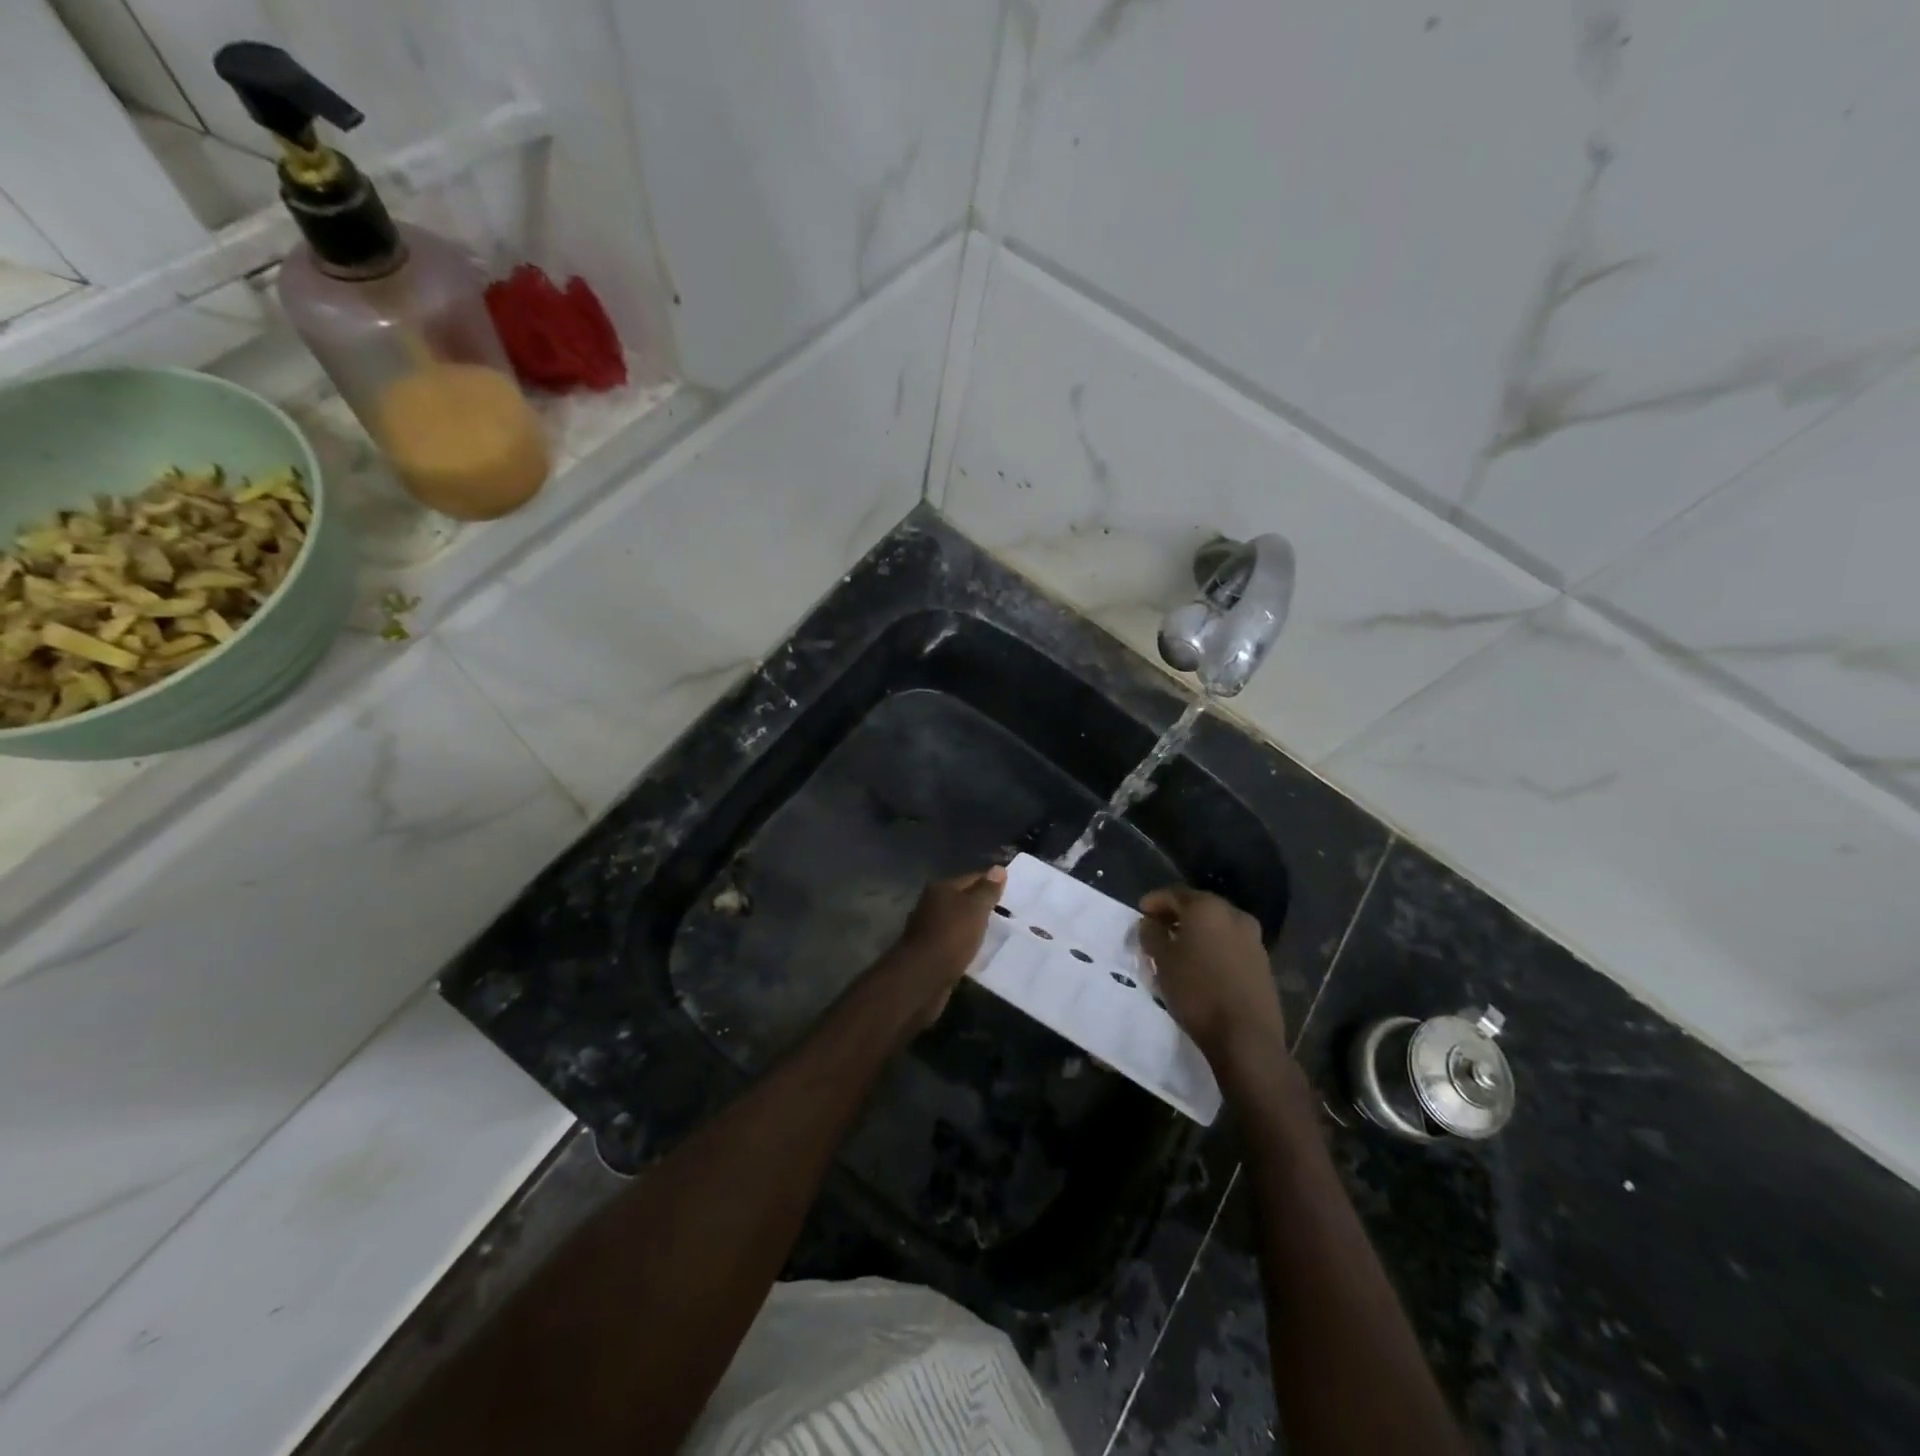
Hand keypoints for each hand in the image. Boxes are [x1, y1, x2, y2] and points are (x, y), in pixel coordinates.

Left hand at [882, 866, 1006, 1029]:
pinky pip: (953, 943)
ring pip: (957, 923)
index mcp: (940, 888)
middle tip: (1009, 916)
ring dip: (973, 928)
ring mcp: (927, 929)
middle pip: (963, 901)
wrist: (922, 977)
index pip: (972, 878)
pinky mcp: (928, 952)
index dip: (992, 884)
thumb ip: (987, 890)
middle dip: (982, 907)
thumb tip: (999, 868)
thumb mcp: (975, 909)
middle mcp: (930, 904)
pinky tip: (978, 952)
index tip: (1013, 893)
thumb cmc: (951, 936)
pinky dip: (965, 945)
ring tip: (997, 935)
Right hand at [1139, 886, 1285, 1073]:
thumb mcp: (1162, 961)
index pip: (1174, 894)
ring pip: (1217, 925)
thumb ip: (1152, 934)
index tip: (1140, 913)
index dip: (1154, 901)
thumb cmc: (1197, 992)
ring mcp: (1253, 939)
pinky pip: (1231, 943)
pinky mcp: (1263, 962)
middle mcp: (1234, 915)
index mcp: (1207, 908)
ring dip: (1196, 931)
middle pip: (1198, 906)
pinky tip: (1202, 964)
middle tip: (1157, 929)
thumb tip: (1150, 922)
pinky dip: (1214, 946)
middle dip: (1176, 915)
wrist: (1246, 1036)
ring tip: (1178, 948)